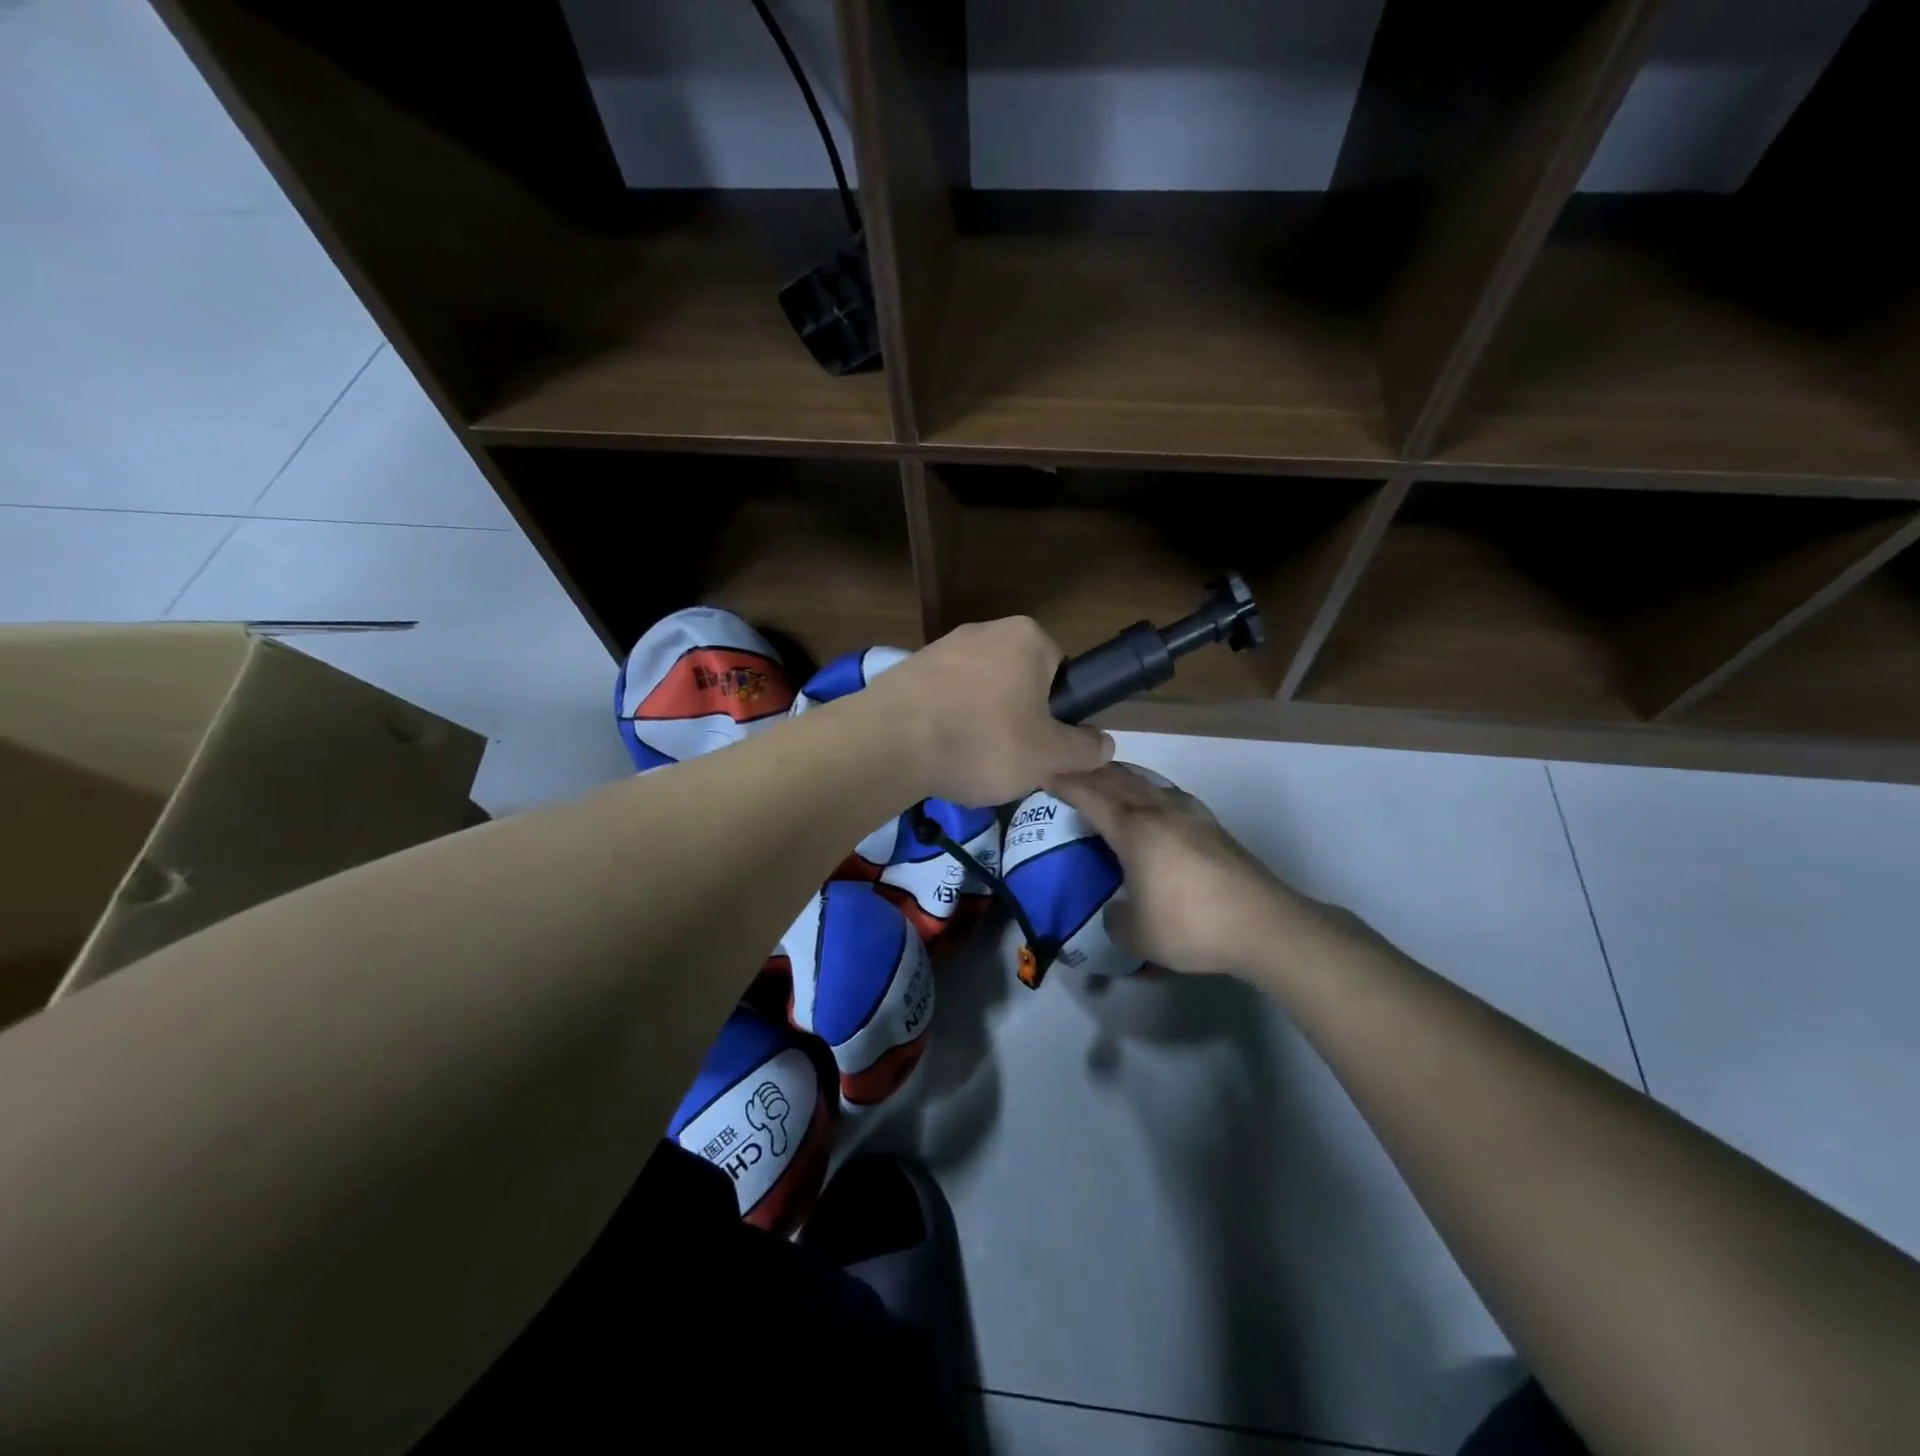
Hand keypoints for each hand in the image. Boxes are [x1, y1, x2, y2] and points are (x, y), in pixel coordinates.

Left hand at [863, 617, 1113, 805]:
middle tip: (1009, 759)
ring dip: (981, 724)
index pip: (1061, 674)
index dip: (1058, 715)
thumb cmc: (982, 741)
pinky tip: (938, 753)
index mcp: (1027, 637)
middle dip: (1018, 719)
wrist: (888, 743)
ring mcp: (941, 647)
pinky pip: (944, 699)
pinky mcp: (908, 670)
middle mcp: (985, 630)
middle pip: (1019, 683)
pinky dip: (947, 724)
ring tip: (969, 761)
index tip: (1043, 746)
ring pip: (980, 693)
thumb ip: (1085, 749)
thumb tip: (1103, 744)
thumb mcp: (1049, 756)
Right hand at [1051, 762, 1305, 975]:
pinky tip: (1153, 803)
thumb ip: (1116, 920)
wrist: (1264, 925)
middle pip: (1118, 779)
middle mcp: (1160, 811)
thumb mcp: (1138, 936)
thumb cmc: (1191, 925)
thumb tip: (1116, 911)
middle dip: (1089, 771)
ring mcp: (1190, 814)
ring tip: (1106, 780)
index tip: (1043, 771)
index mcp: (1134, 830)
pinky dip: (1148, 790)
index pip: (1090, 795)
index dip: (1064, 782)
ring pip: (1146, 782)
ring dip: (1120, 776)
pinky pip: (1168, 795)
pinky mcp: (1213, 826)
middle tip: (1067, 770)